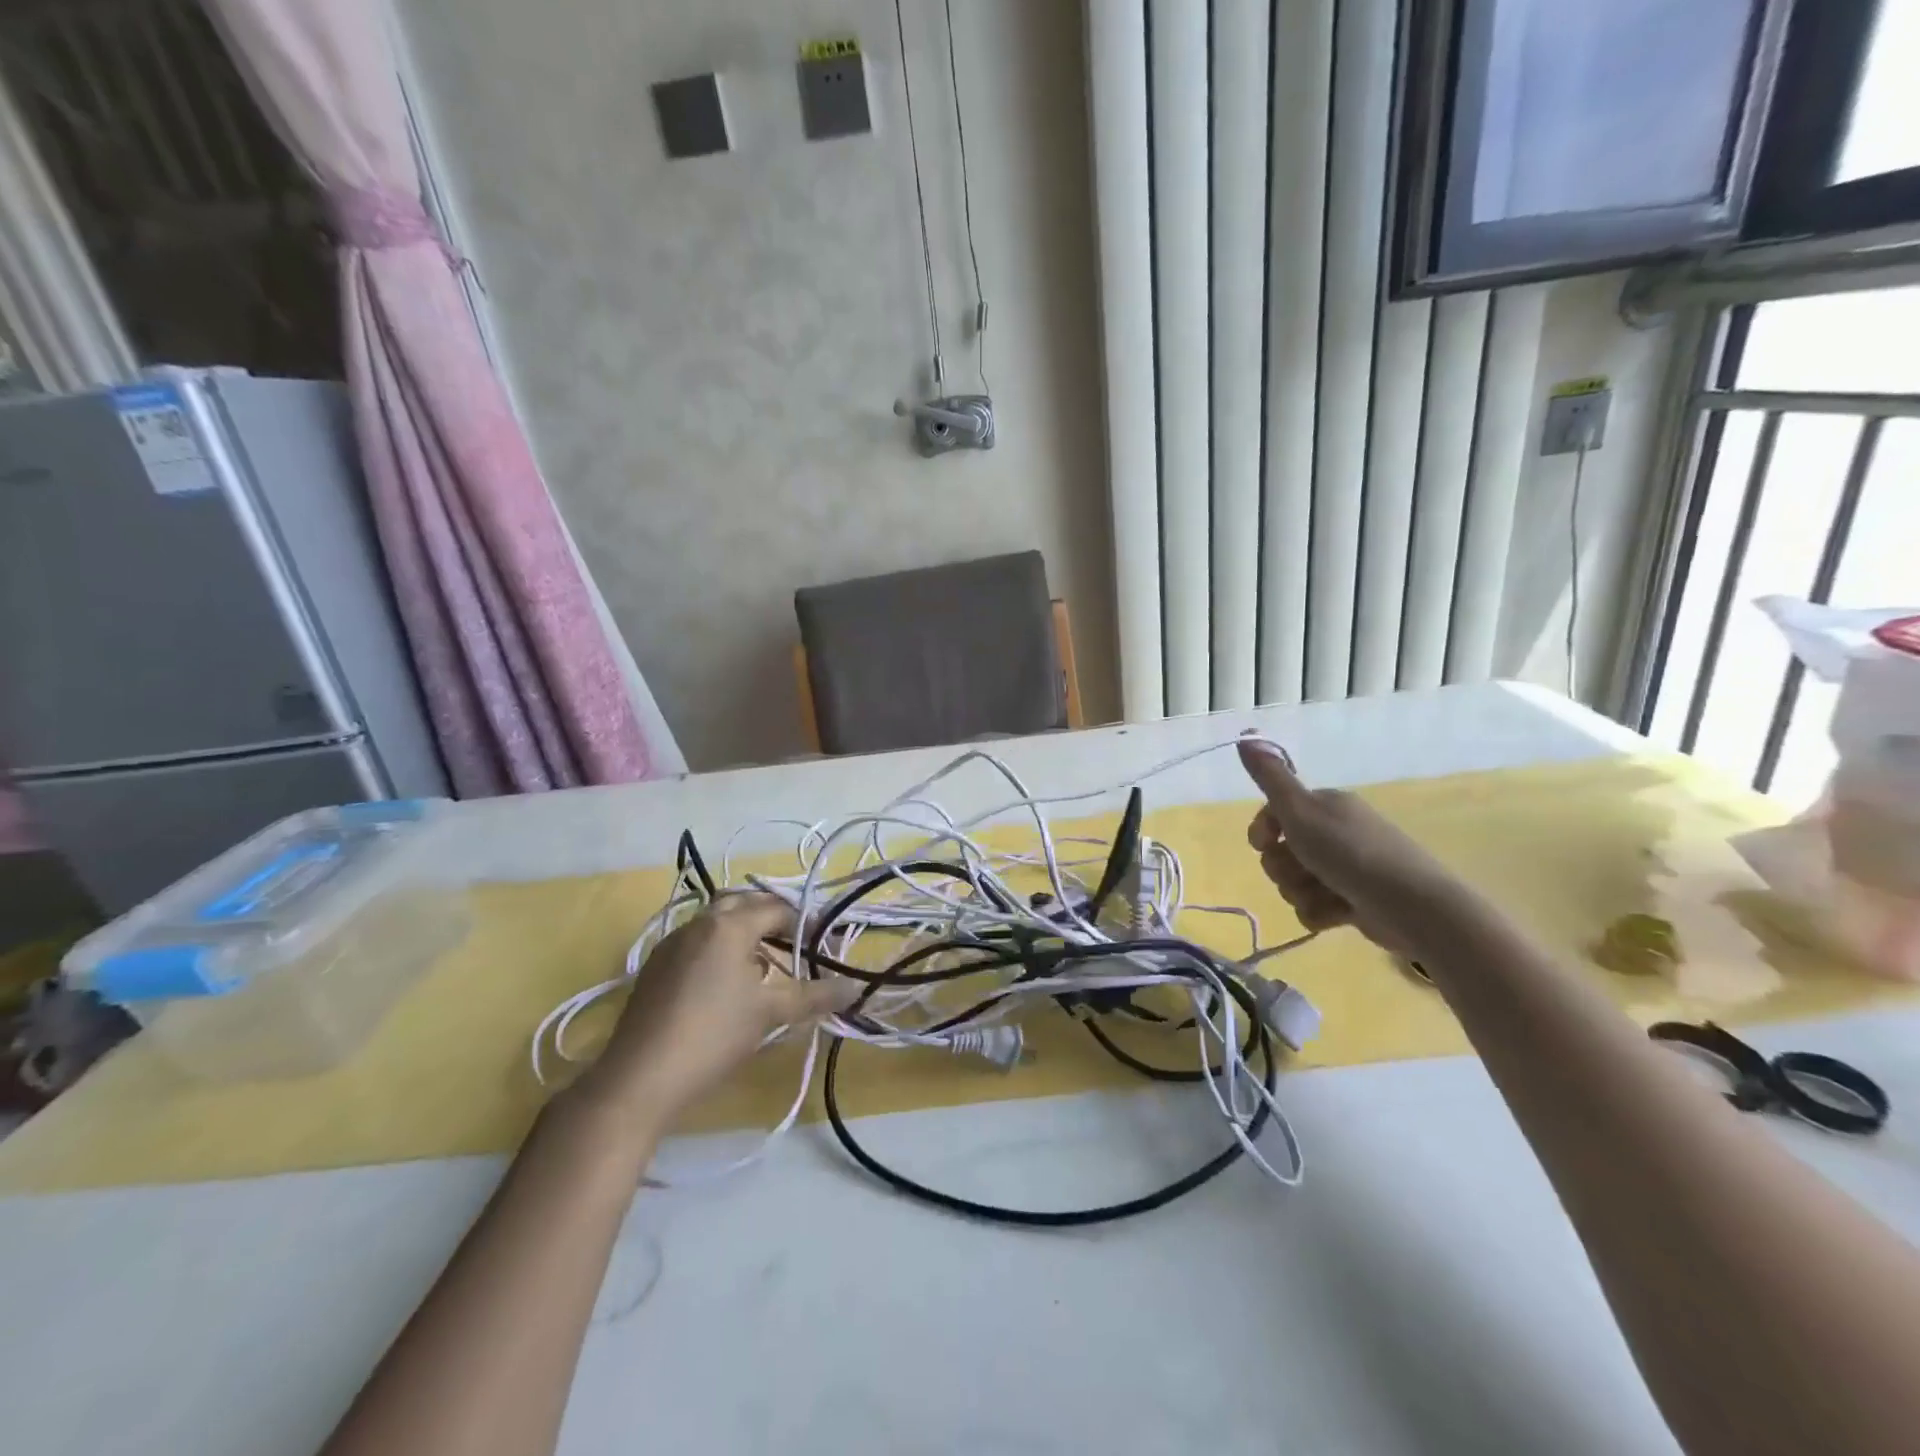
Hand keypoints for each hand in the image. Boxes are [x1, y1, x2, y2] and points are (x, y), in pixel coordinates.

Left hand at [577, 893, 854, 1124]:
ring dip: (743, 931)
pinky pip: (697, 941)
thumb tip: (855, 987)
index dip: (804, 923)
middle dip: (771, 917)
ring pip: (716, 921)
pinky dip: (719, 947)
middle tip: (795, 943)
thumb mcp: (771, 1013)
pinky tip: (727, 983)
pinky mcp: (655, 966)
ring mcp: (672, 943)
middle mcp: (698, 923)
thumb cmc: (714, 1035)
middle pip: (743, 903)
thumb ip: (816, 995)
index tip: (822, 944)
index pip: (776, 908)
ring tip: (765, 964)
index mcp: (729, 925)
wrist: (639, 1078)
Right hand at [1238, 737, 1471, 960]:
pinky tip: (1339, 914)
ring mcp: (1344, 868)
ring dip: (1302, 893)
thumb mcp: (1301, 810)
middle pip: (1280, 853)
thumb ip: (1270, 777)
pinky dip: (1321, 913)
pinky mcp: (1353, 900)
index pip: (1273, 814)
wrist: (1413, 907)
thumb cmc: (1351, 853)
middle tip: (1304, 871)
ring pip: (1295, 883)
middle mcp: (1334, 832)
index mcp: (1324, 805)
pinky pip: (1315, 908)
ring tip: (1327, 896)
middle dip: (1284, 869)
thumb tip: (1245, 734)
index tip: (1263, 843)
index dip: (1261, 831)